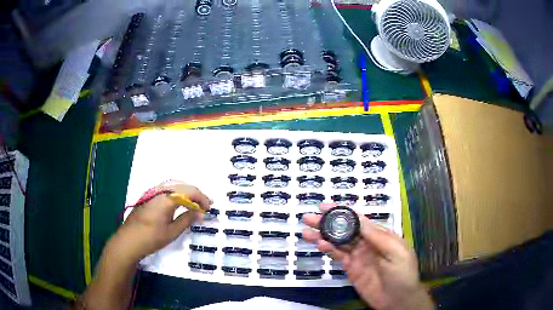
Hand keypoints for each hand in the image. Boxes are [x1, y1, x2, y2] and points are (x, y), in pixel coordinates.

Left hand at [109, 182, 211, 263]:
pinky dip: (177, 195)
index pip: (189, 191)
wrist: (128, 241)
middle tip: (204, 206)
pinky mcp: (148, 197)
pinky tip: (180, 203)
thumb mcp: (172, 231)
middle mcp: (159, 190)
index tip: (209, 208)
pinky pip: (166, 190)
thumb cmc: (151, 238)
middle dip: (195, 194)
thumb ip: (187, 219)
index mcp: (166, 198)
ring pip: (174, 186)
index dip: (201, 198)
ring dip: (186, 193)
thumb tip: (201, 213)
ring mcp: (152, 192)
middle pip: (182, 186)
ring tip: (195, 204)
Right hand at [302, 205, 433, 309]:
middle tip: (309, 218)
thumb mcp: (395, 251)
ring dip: (323, 236)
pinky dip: (329, 250)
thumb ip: (377, 236)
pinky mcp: (351, 269)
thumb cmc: (402, 273)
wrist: (398, 299)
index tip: (325, 207)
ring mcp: (358, 256)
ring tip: (306, 232)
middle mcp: (367, 243)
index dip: (342, 212)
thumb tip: (358, 218)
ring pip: (338, 242)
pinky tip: (320, 245)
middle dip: (327, 223)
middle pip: (345, 230)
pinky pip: (338, 257)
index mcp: (380, 235)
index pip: (358, 220)